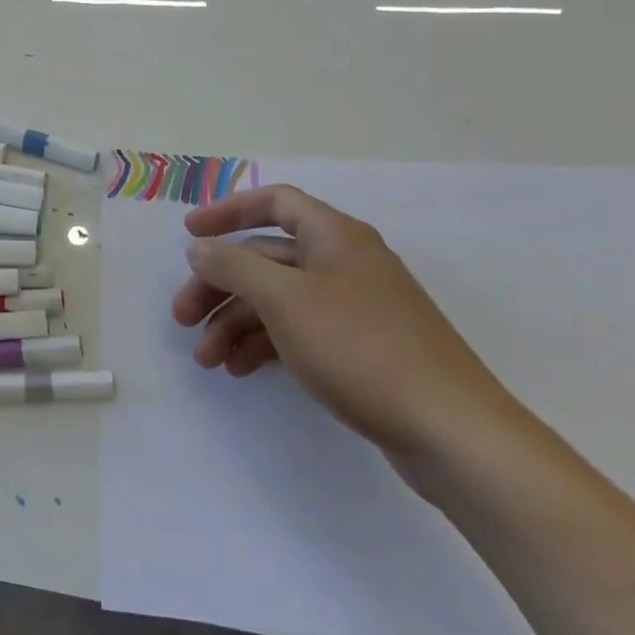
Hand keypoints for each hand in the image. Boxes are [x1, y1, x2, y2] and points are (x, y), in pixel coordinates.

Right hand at [171, 184, 524, 468]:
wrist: (452, 432)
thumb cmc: (361, 348)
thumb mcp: (285, 300)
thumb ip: (234, 266)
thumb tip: (199, 247)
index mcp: (334, 236)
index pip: (274, 202)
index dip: (227, 211)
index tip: (189, 234)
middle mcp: (344, 263)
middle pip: (266, 258)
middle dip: (219, 285)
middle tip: (182, 318)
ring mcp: (354, 307)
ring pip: (278, 300)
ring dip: (235, 323)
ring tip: (207, 360)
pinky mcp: (360, 349)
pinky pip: (298, 331)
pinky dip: (265, 345)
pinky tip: (240, 370)